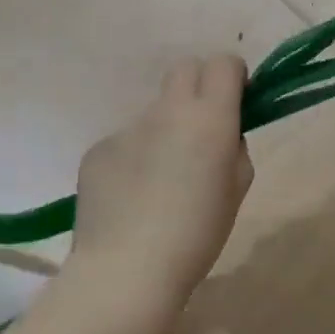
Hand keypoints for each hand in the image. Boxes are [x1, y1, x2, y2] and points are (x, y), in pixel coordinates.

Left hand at [70, 54, 254, 317]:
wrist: (126, 270)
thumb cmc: (197, 235)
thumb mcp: (237, 191)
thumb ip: (234, 150)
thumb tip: (221, 136)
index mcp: (208, 118)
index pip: (223, 63)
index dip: (233, 77)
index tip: (235, 102)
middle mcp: (166, 111)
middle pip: (184, 69)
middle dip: (199, 88)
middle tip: (202, 130)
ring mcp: (126, 128)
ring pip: (154, 113)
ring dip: (165, 132)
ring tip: (161, 183)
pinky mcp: (97, 149)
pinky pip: (126, 143)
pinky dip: (134, 160)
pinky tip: (132, 198)